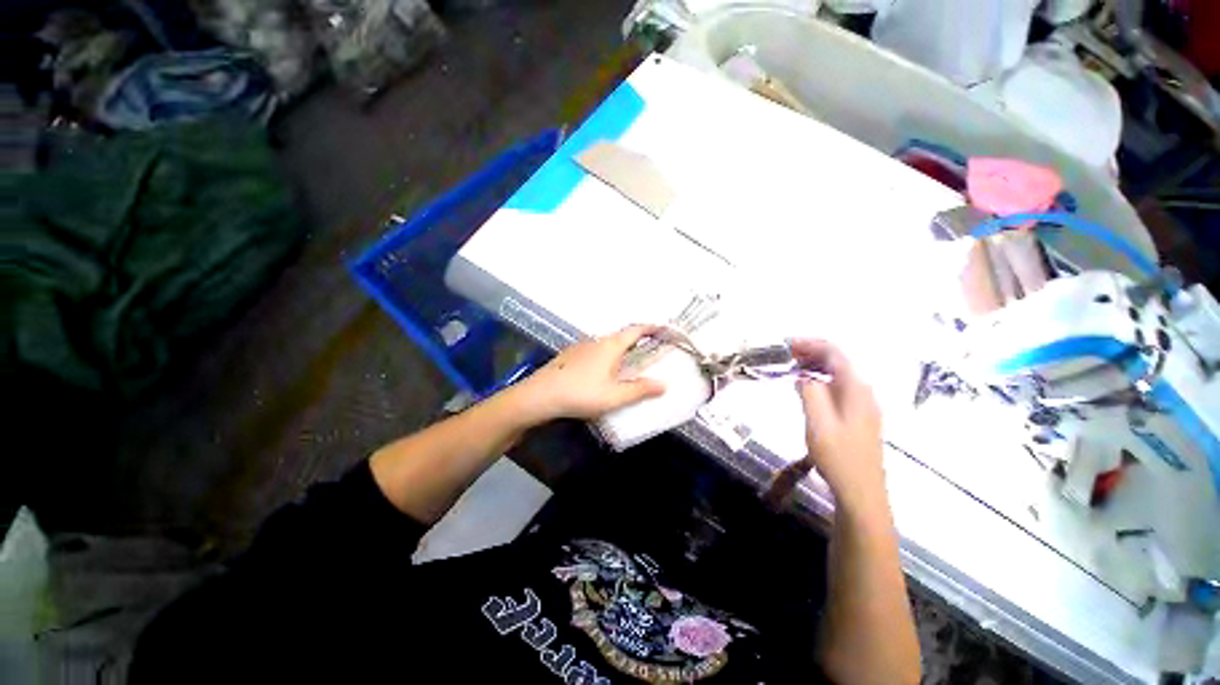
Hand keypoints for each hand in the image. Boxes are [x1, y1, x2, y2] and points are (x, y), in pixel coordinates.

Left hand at [516, 325, 666, 421]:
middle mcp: (596, 341)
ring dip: (619, 351)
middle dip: (636, 341)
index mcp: (610, 346)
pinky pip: (593, 352)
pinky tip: (600, 373)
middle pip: (620, 336)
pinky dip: (604, 357)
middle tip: (648, 351)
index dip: (650, 328)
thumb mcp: (614, 396)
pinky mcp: (569, 356)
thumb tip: (664, 383)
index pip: (635, 330)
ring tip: (627, 365)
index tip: (662, 329)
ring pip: (605, 345)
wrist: (540, 395)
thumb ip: (640, 390)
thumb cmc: (581, 393)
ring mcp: (580, 347)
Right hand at [790, 339, 885, 508]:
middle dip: (812, 352)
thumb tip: (803, 376)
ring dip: (815, 366)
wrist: (861, 491)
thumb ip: (810, 393)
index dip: (810, 344)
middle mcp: (864, 391)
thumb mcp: (818, 423)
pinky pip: (839, 387)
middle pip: (838, 360)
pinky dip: (821, 380)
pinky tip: (807, 387)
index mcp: (856, 388)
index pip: (835, 353)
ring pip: (838, 374)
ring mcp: (863, 404)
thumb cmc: (838, 456)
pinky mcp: (859, 415)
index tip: (786, 344)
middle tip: (785, 355)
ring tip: (792, 367)